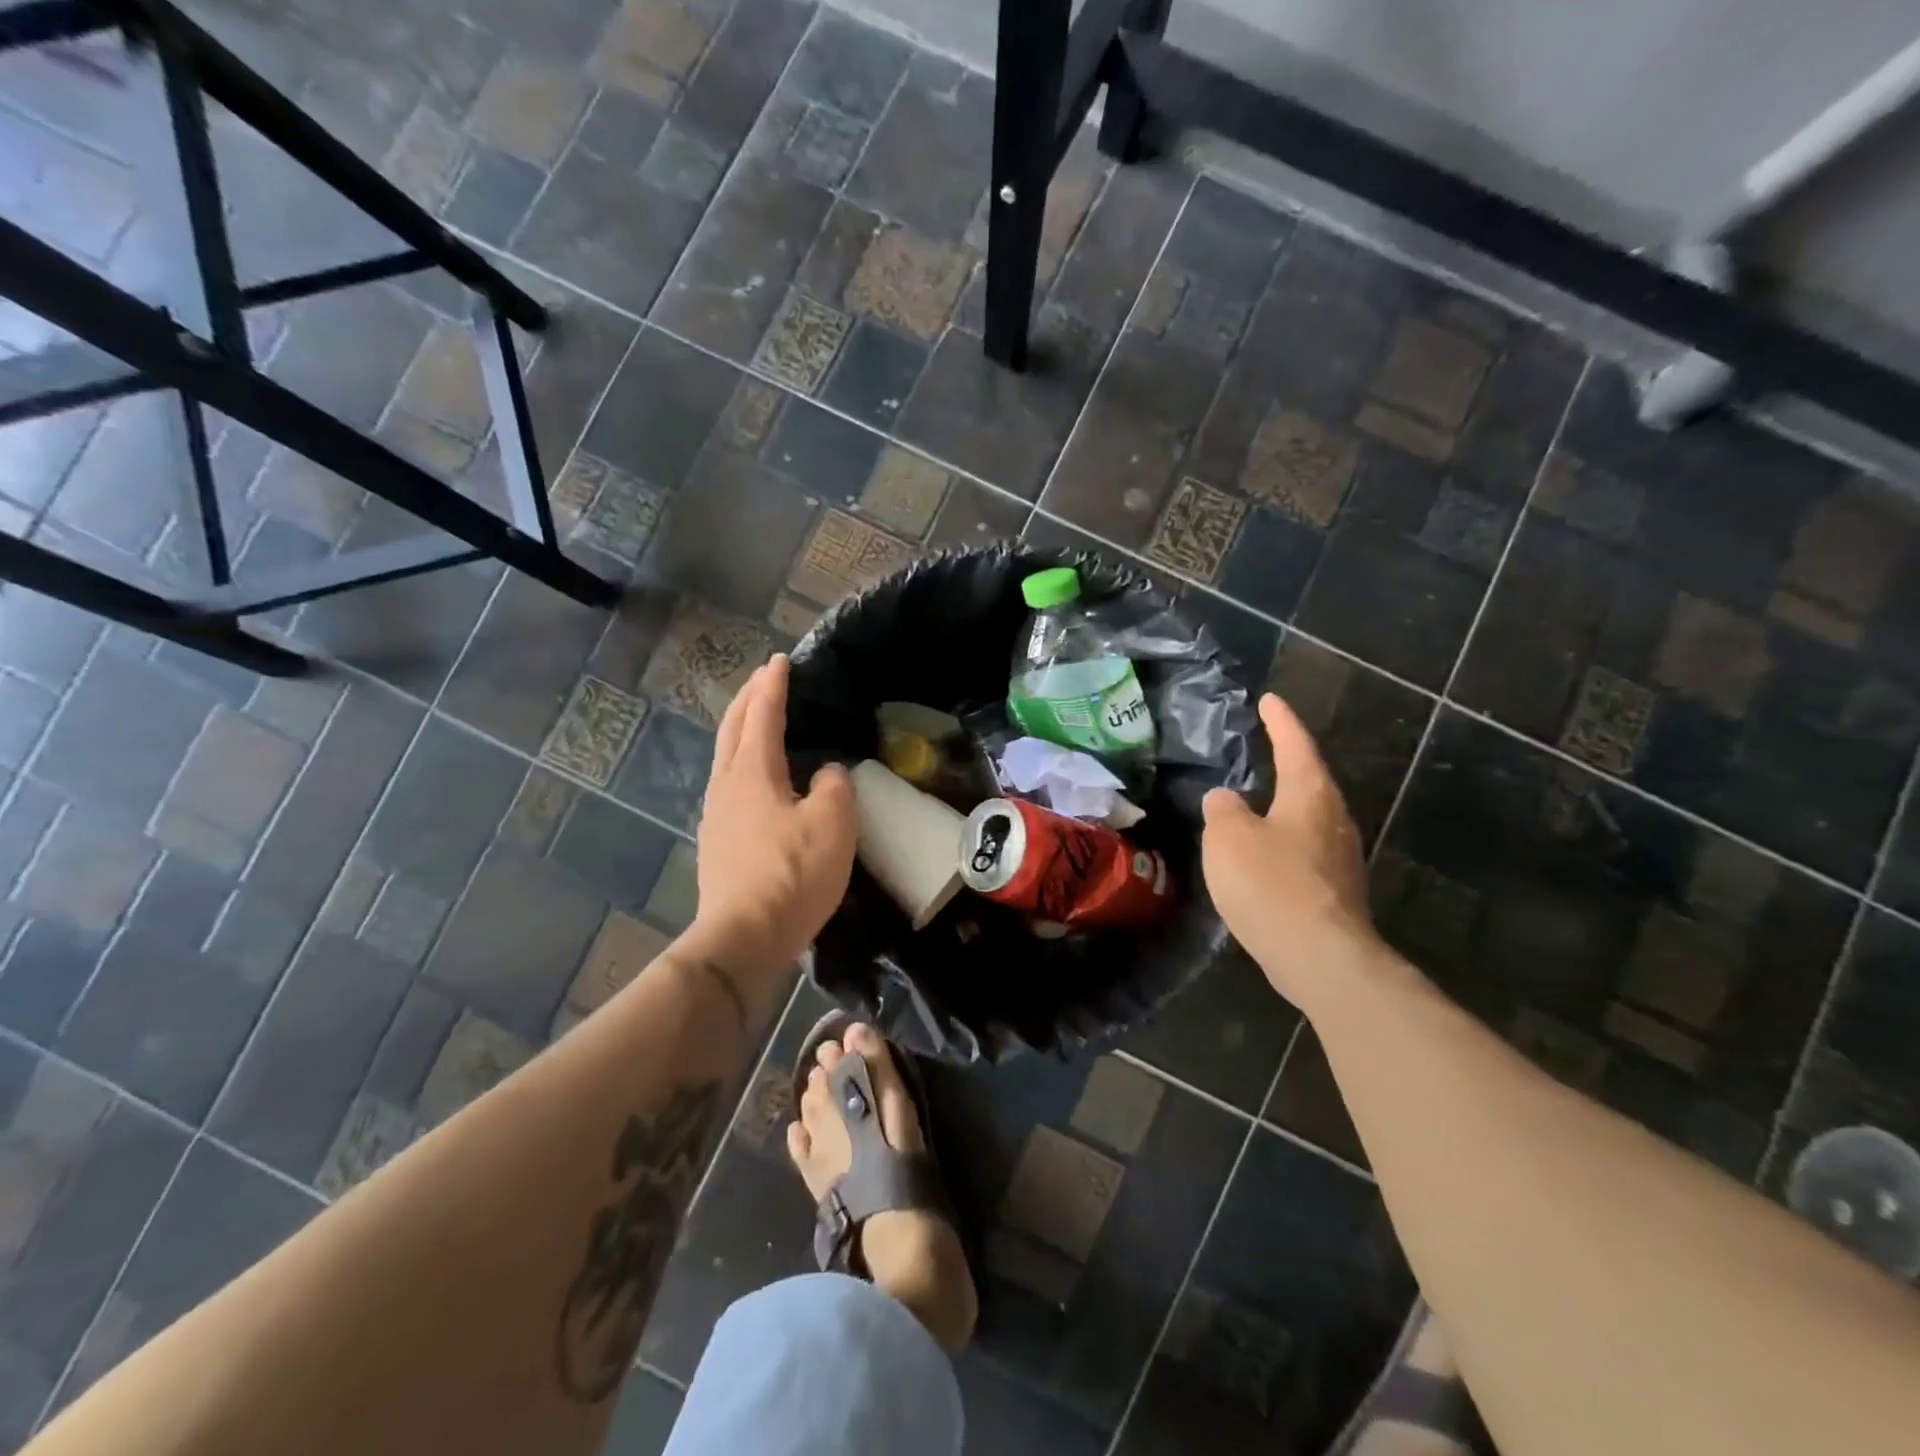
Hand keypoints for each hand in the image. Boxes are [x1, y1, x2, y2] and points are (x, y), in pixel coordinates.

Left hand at [690, 654, 855, 978]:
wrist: (743, 937)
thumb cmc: (792, 874)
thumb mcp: (831, 824)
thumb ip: (833, 787)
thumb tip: (825, 775)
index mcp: (752, 772)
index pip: (762, 715)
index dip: (772, 685)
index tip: (780, 660)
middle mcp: (727, 785)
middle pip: (733, 729)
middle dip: (748, 699)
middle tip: (764, 679)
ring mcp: (717, 814)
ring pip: (726, 756)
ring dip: (742, 730)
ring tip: (758, 721)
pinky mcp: (718, 841)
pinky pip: (730, 783)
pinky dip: (743, 761)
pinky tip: (757, 778)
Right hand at [1201, 693, 1378, 1009]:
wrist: (1320, 957)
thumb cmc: (1271, 884)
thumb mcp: (1228, 837)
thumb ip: (1222, 809)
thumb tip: (1226, 799)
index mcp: (1310, 794)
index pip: (1295, 744)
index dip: (1280, 720)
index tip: (1269, 700)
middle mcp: (1334, 818)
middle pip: (1310, 779)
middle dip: (1289, 761)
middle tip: (1266, 746)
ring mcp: (1341, 857)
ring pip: (1309, 817)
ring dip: (1285, 804)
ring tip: (1258, 799)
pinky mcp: (1336, 890)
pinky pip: (1306, 849)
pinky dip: (1284, 841)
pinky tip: (1265, 854)